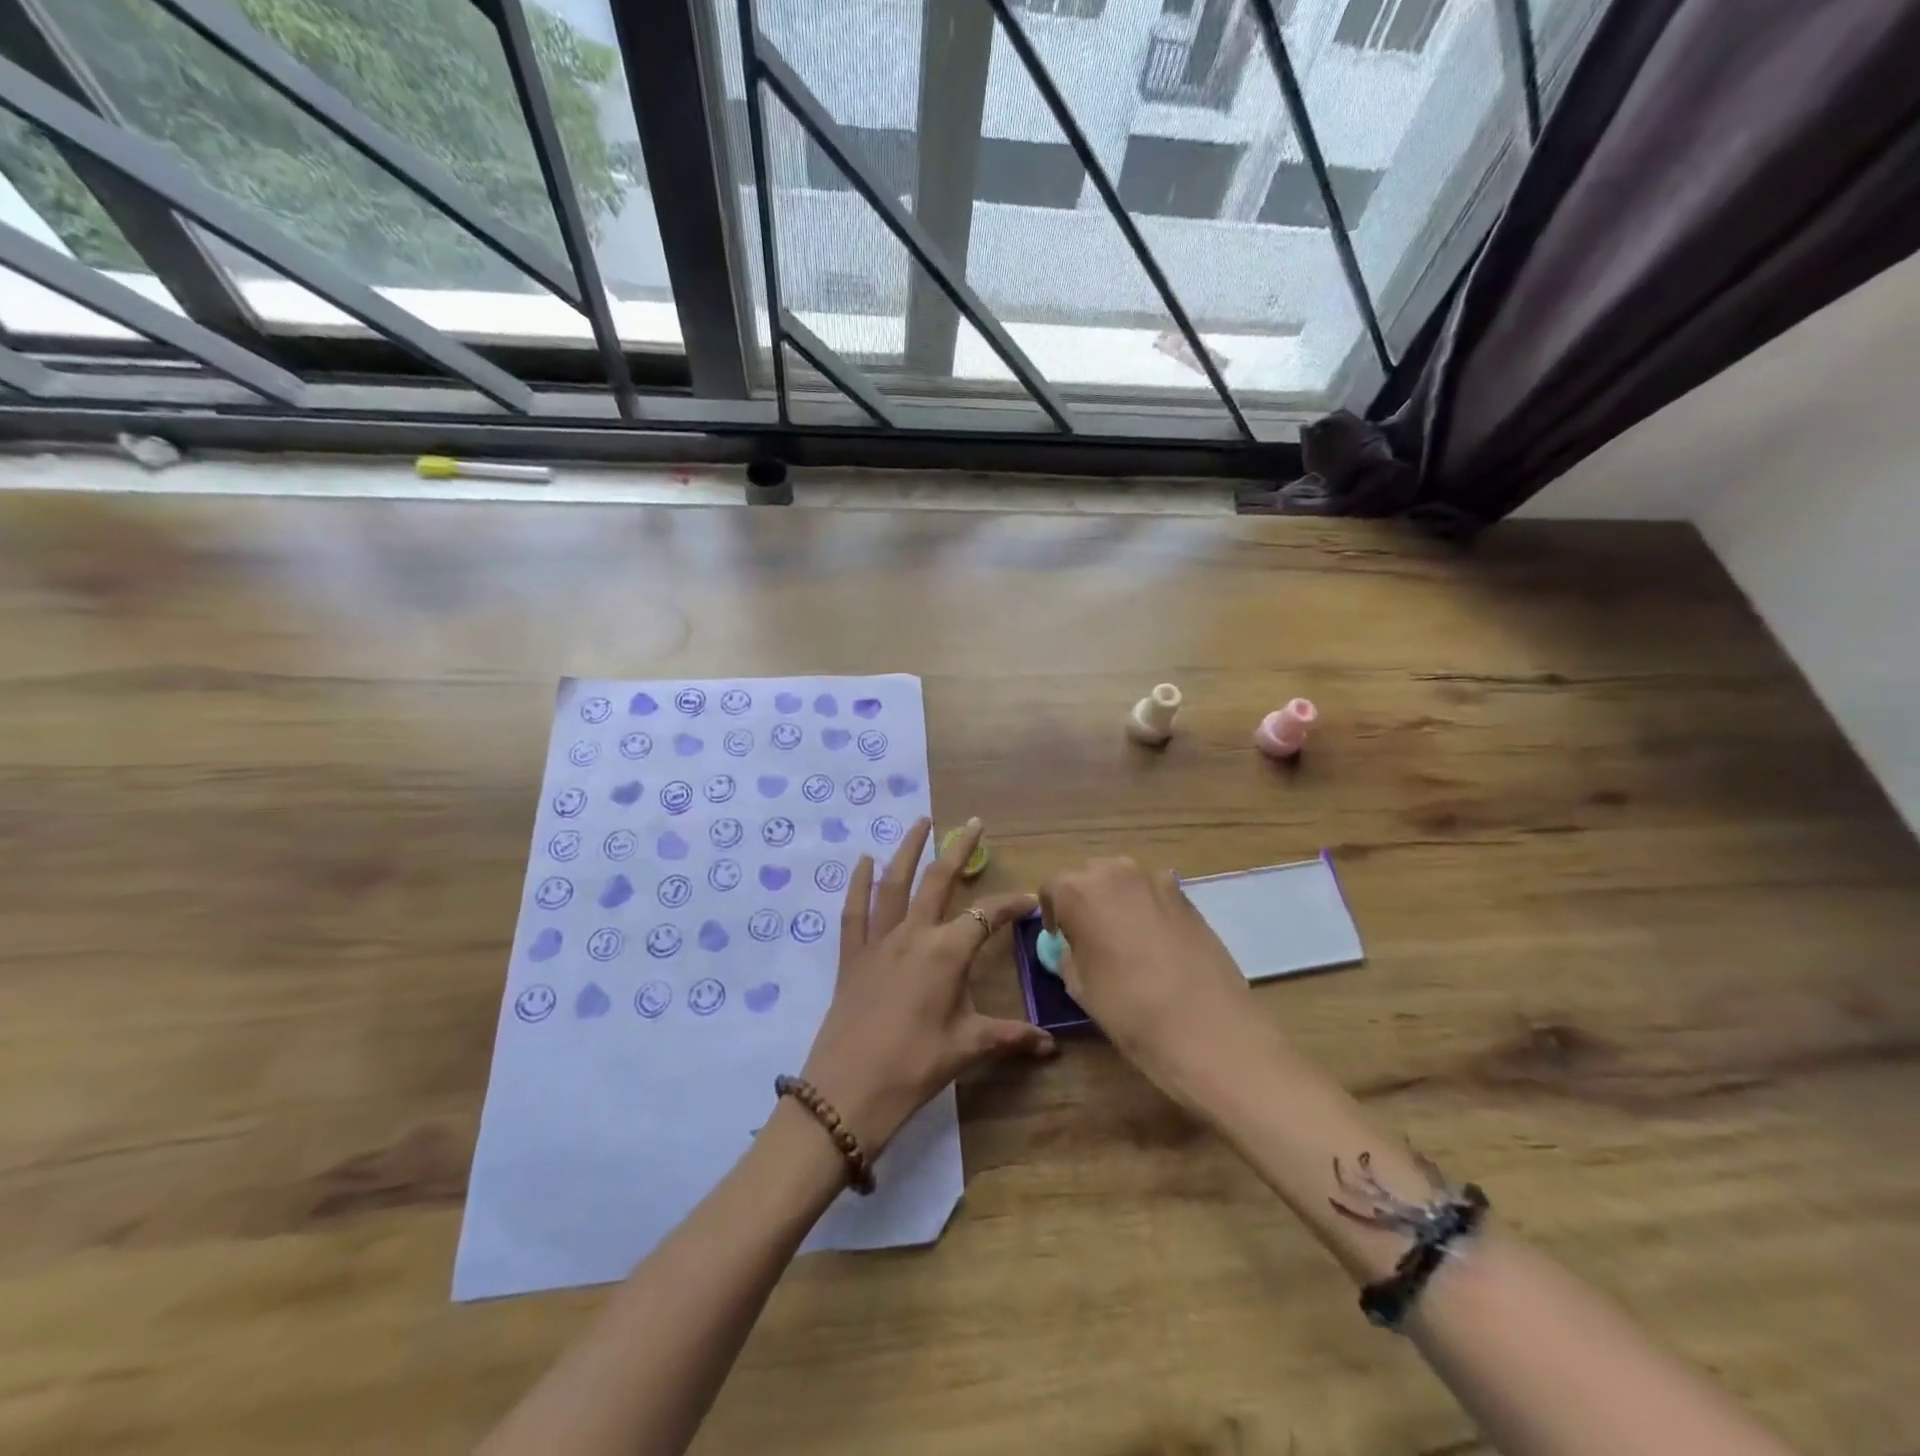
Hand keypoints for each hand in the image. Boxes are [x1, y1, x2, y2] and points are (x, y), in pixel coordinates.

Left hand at [801, 817, 1054, 1155]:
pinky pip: (854, 910)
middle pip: (939, 880)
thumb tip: (1051, 1046)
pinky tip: (863, 860)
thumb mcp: (967, 1048)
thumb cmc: (914, 1067)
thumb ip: (1009, 1037)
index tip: (1030, 901)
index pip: (986, 916)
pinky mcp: (852, 955)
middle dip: (959, 849)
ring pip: (894, 883)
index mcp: (947, 953)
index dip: (1011, 906)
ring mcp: (879, 941)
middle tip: (973, 822)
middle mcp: (914, 934)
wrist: (847, 1092)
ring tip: (920, 821)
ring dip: (908, 849)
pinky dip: (858, 883)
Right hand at [1042, 858, 1261, 1093]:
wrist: (1204, 1024)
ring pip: (1125, 881)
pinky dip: (1149, 908)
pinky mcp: (1187, 895)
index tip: (1060, 939)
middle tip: (1091, 936)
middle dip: (1086, 900)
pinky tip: (1157, 943)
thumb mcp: (1080, 986)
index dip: (1053, 914)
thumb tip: (1072, 946)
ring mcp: (1155, 880)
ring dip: (1118, 901)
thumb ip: (1069, 955)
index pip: (1053, 889)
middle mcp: (1115, 873)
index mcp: (1078, 892)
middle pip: (1090, 877)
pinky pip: (1155, 894)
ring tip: (1126, 938)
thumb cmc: (1128, 1008)